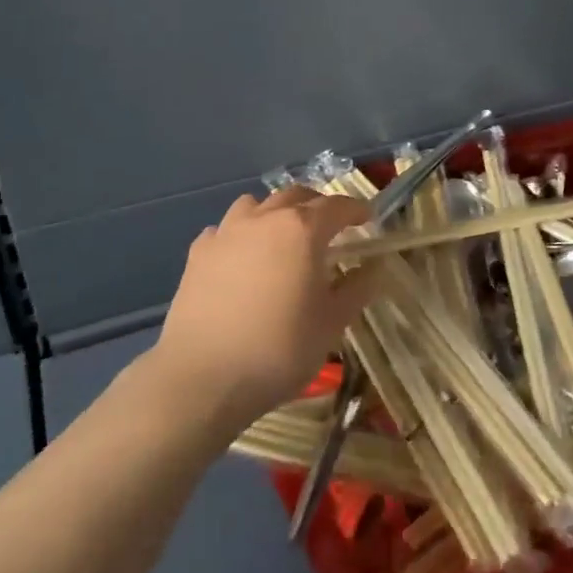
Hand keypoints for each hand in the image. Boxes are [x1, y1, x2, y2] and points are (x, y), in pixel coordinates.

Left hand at [152, 187, 373, 430]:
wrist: (204, 376)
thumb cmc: (279, 349)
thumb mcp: (331, 323)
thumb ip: (356, 289)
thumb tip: (374, 268)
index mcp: (302, 230)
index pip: (336, 206)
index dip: (355, 210)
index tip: (366, 219)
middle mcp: (264, 219)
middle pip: (295, 196)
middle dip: (316, 205)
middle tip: (329, 225)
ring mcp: (226, 232)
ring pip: (255, 204)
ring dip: (274, 212)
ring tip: (282, 235)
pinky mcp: (198, 253)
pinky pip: (224, 229)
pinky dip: (239, 234)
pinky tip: (241, 257)